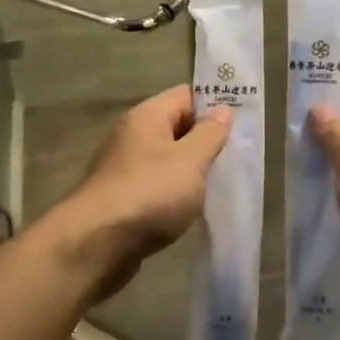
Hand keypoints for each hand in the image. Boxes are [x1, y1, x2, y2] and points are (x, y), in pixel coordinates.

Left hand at [57, 86, 231, 277]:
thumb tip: (222, 109)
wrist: (95, 244)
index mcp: (147, 116)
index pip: (187, 95)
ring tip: (222, 185)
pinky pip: (157, 186)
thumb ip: (209, 134)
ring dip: (192, 171)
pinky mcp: (124, 198)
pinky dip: (175, 194)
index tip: (244, 124)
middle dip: (206, 141)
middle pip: (177, 127)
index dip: (215, 105)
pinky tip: (192, 209)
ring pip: (168, 160)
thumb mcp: (190, 161)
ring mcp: (125, 168)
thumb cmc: (149, 194)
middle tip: (239, 157)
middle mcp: (133, 136)